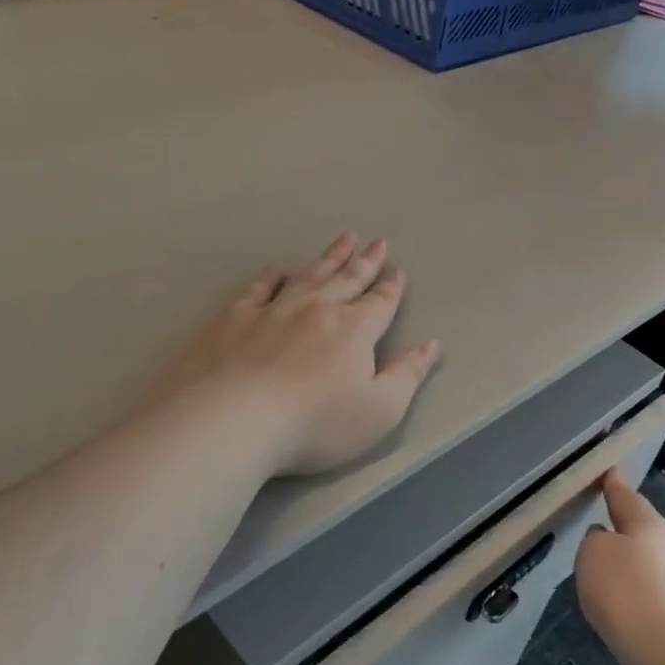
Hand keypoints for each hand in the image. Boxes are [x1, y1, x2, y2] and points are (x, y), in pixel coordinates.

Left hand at [160, 234, 442, 477]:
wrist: (234, 421)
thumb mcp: (380, 411)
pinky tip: (276, 269)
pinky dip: (270, 277)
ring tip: (343, 240)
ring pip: (308, 276)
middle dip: (364, 262)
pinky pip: (257, 289)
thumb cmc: (315, 424)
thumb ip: (407, 375)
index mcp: (353, 331)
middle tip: (376, 242)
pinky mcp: (234, 320)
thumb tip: (430, 344)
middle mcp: (316, 310)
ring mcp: (273, 311)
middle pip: (347, 280)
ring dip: (328, 258)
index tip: (397, 270)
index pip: (379, 303)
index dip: (391, 287)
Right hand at [574, 470, 664, 661]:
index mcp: (649, 523)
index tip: (607, 471)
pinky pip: (646, 578)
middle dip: (621, 519)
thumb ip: (595, 538)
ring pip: (644, 552)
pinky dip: (630, 576)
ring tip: (602, 553)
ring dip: (625, 550)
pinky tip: (615, 586)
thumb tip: (606, 538)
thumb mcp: (592, 551)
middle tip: (600, 511)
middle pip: (639, 523)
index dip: (613, 483)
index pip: (626, 495)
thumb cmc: (622, 587)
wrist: (660, 647)